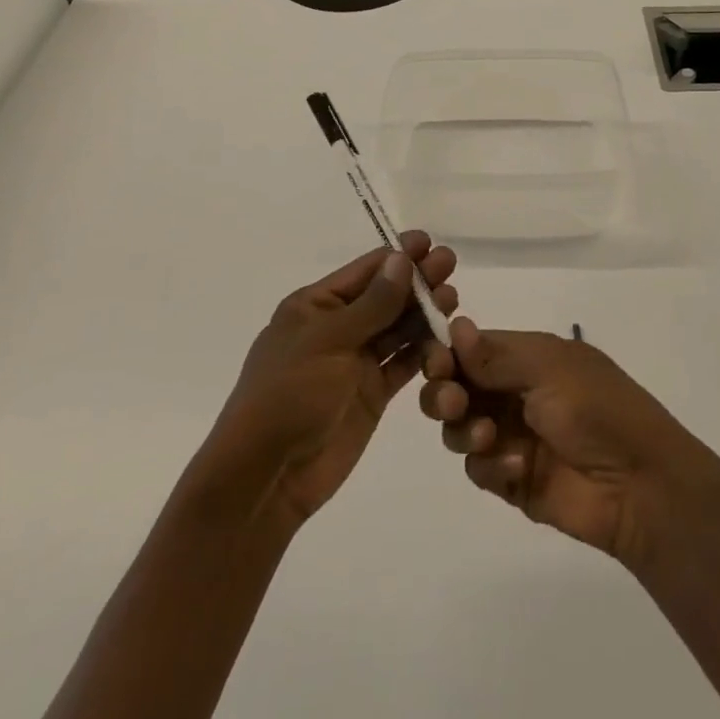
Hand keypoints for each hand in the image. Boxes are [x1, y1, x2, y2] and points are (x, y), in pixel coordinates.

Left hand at [193, 231, 456, 532]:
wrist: (266, 476)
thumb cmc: (288, 394)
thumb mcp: (328, 341)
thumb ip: (372, 304)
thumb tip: (402, 259)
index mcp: (315, 306)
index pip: (363, 271)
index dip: (397, 255)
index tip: (429, 242)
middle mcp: (337, 328)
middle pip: (384, 296)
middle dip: (416, 280)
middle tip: (450, 264)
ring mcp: (355, 362)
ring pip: (396, 328)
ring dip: (423, 312)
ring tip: (453, 299)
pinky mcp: (371, 394)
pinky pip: (401, 363)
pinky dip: (423, 350)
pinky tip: (446, 338)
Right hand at [419, 317, 715, 566]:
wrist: (640, 485)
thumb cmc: (597, 409)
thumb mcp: (549, 369)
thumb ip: (496, 355)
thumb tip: (456, 325)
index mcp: (526, 357)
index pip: (470, 348)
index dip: (446, 354)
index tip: (436, 364)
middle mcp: (513, 392)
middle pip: (455, 387)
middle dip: (444, 393)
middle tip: (454, 403)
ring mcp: (511, 436)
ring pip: (458, 428)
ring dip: (463, 429)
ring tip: (487, 437)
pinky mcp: (512, 479)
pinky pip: (478, 468)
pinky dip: (490, 465)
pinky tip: (515, 467)